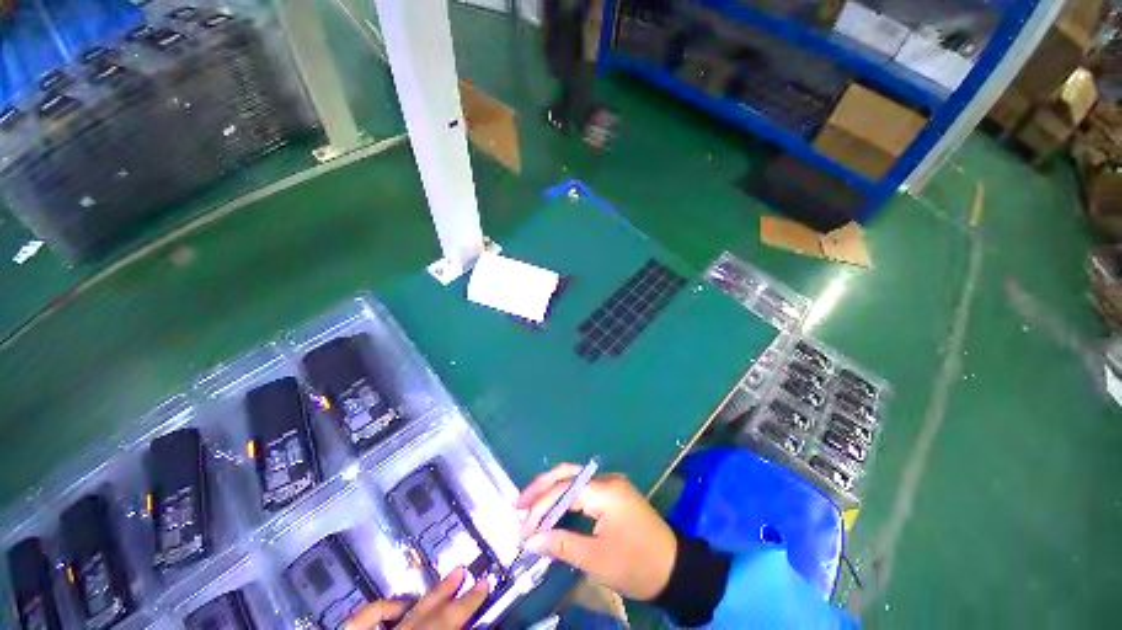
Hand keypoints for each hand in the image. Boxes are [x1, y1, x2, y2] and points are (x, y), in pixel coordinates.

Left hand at [345, 567, 488, 629]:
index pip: (445, 626)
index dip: (467, 606)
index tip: (485, 584)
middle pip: (426, 617)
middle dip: (448, 595)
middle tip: (465, 572)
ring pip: (401, 611)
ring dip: (425, 596)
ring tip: (443, 581)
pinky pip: (365, 616)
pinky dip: (385, 606)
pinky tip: (400, 605)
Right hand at [514, 464, 676, 600]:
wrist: (676, 570)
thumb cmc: (637, 566)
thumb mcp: (598, 560)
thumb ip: (562, 545)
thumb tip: (530, 541)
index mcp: (605, 491)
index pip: (564, 491)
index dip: (540, 510)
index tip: (522, 533)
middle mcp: (607, 479)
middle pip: (567, 474)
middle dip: (541, 487)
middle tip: (518, 505)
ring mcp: (611, 484)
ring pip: (574, 479)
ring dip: (552, 490)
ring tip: (530, 507)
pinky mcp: (614, 493)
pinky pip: (584, 489)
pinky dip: (565, 497)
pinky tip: (554, 508)